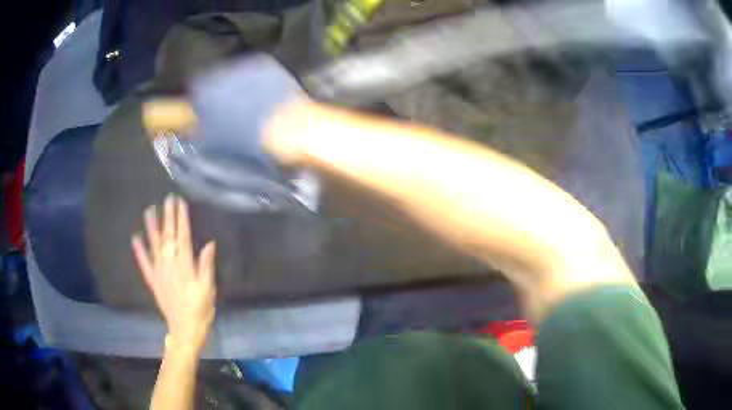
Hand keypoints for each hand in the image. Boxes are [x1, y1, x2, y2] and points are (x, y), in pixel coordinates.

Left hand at [132, 195, 215, 354]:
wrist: (185, 330)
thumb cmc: (201, 309)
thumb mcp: (208, 288)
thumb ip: (206, 265)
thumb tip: (209, 243)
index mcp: (185, 264)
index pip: (183, 235)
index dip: (181, 217)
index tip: (180, 201)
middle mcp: (169, 263)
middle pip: (168, 235)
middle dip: (168, 216)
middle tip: (167, 198)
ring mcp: (158, 271)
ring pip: (153, 244)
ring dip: (151, 227)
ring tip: (149, 210)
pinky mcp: (152, 280)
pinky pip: (143, 263)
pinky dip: (139, 250)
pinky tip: (135, 237)